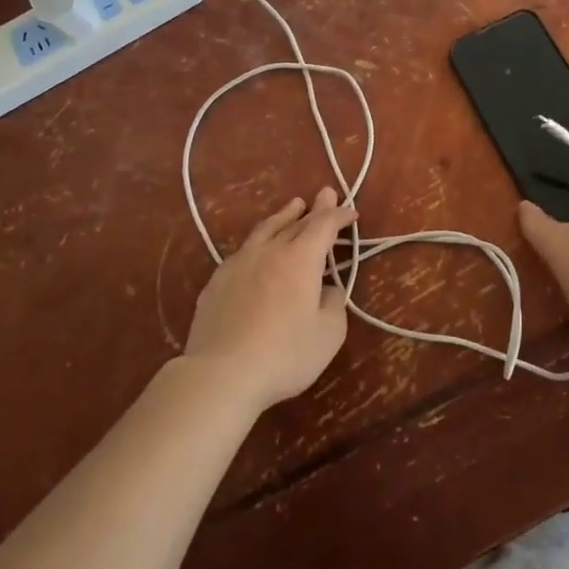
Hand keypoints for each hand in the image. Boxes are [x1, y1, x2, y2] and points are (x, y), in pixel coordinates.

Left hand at [183, 187, 352, 414]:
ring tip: (293, 206)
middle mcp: (271, 251)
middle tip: (325, 194)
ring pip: (266, 230)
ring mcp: (240, 263)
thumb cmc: (284, 354)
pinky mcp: (217, 282)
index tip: (351, 213)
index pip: (324, 225)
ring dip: (283, 216)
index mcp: (301, 258)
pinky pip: (243, 251)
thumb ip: (333, 304)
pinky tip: (256, 249)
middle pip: (296, 222)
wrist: (221, 374)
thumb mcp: (328, 334)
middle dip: (315, 208)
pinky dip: (258, 242)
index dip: (339, 215)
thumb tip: (328, 289)